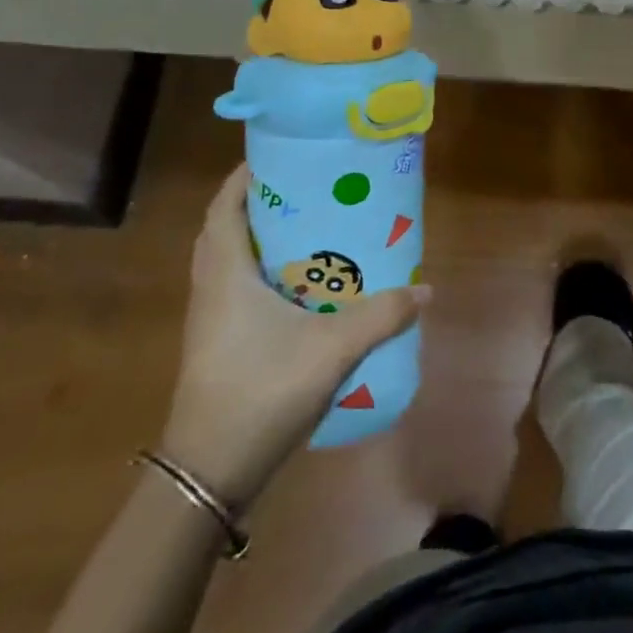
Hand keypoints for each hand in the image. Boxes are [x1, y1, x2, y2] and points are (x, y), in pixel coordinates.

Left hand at [161, 164, 427, 507]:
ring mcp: (210, 320)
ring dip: (260, 239)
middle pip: (226, 229)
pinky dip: (262, 273)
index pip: (225, 208)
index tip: (280, 157)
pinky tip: (301, 286)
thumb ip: (380, 316)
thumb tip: (425, 290)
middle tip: (306, 191)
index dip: (245, 178)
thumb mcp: (331, 350)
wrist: (208, 474)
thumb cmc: (260, 393)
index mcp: (226, 275)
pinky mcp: (217, 344)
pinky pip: (237, 289)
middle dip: (261, 204)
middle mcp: (211, 289)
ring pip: (230, 262)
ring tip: (309, 229)